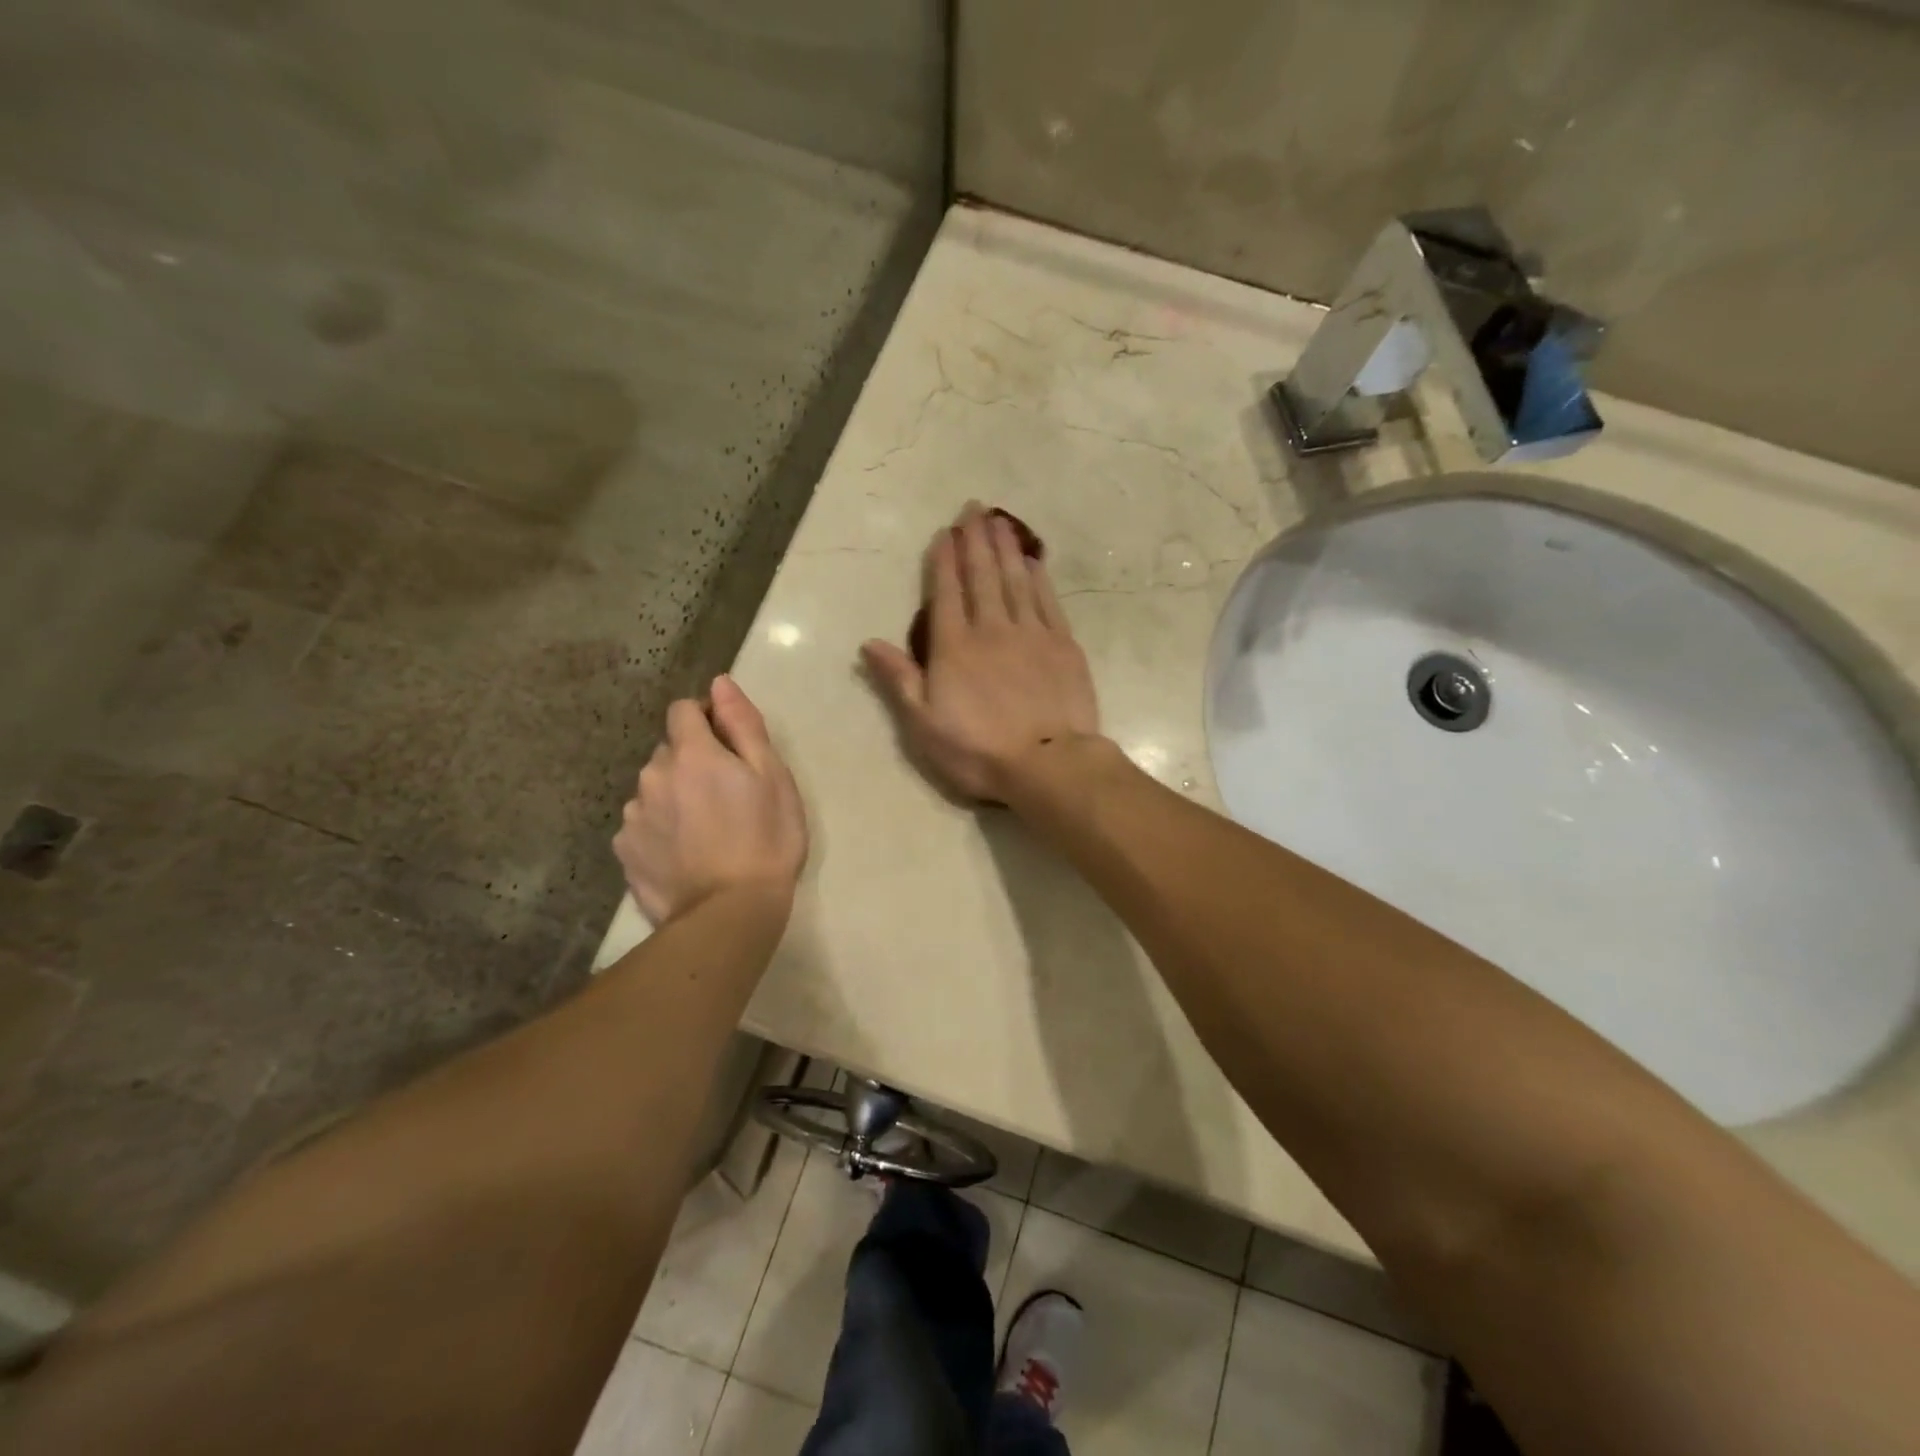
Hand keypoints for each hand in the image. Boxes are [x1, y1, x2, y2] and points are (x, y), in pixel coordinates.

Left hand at [614, 675, 807, 924]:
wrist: (729, 914)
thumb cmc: (765, 839)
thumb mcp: (772, 776)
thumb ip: (743, 725)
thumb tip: (719, 683)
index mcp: (691, 753)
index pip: (683, 710)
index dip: (706, 719)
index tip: (730, 745)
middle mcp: (652, 776)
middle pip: (670, 751)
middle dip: (694, 761)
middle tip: (728, 796)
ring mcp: (633, 816)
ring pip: (654, 788)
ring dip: (675, 795)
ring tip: (707, 830)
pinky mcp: (625, 851)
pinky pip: (643, 824)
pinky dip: (661, 828)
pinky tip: (685, 853)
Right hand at [862, 503, 1101, 802]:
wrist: (1048, 763)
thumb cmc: (978, 750)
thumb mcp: (924, 724)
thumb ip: (899, 680)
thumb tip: (869, 643)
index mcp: (955, 648)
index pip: (946, 594)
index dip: (944, 561)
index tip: (945, 532)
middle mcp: (992, 629)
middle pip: (981, 576)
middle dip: (975, 540)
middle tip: (973, 507)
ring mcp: (1031, 634)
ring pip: (1015, 580)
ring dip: (1005, 548)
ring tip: (999, 520)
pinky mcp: (1063, 645)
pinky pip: (1048, 601)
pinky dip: (1039, 577)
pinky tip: (1034, 561)